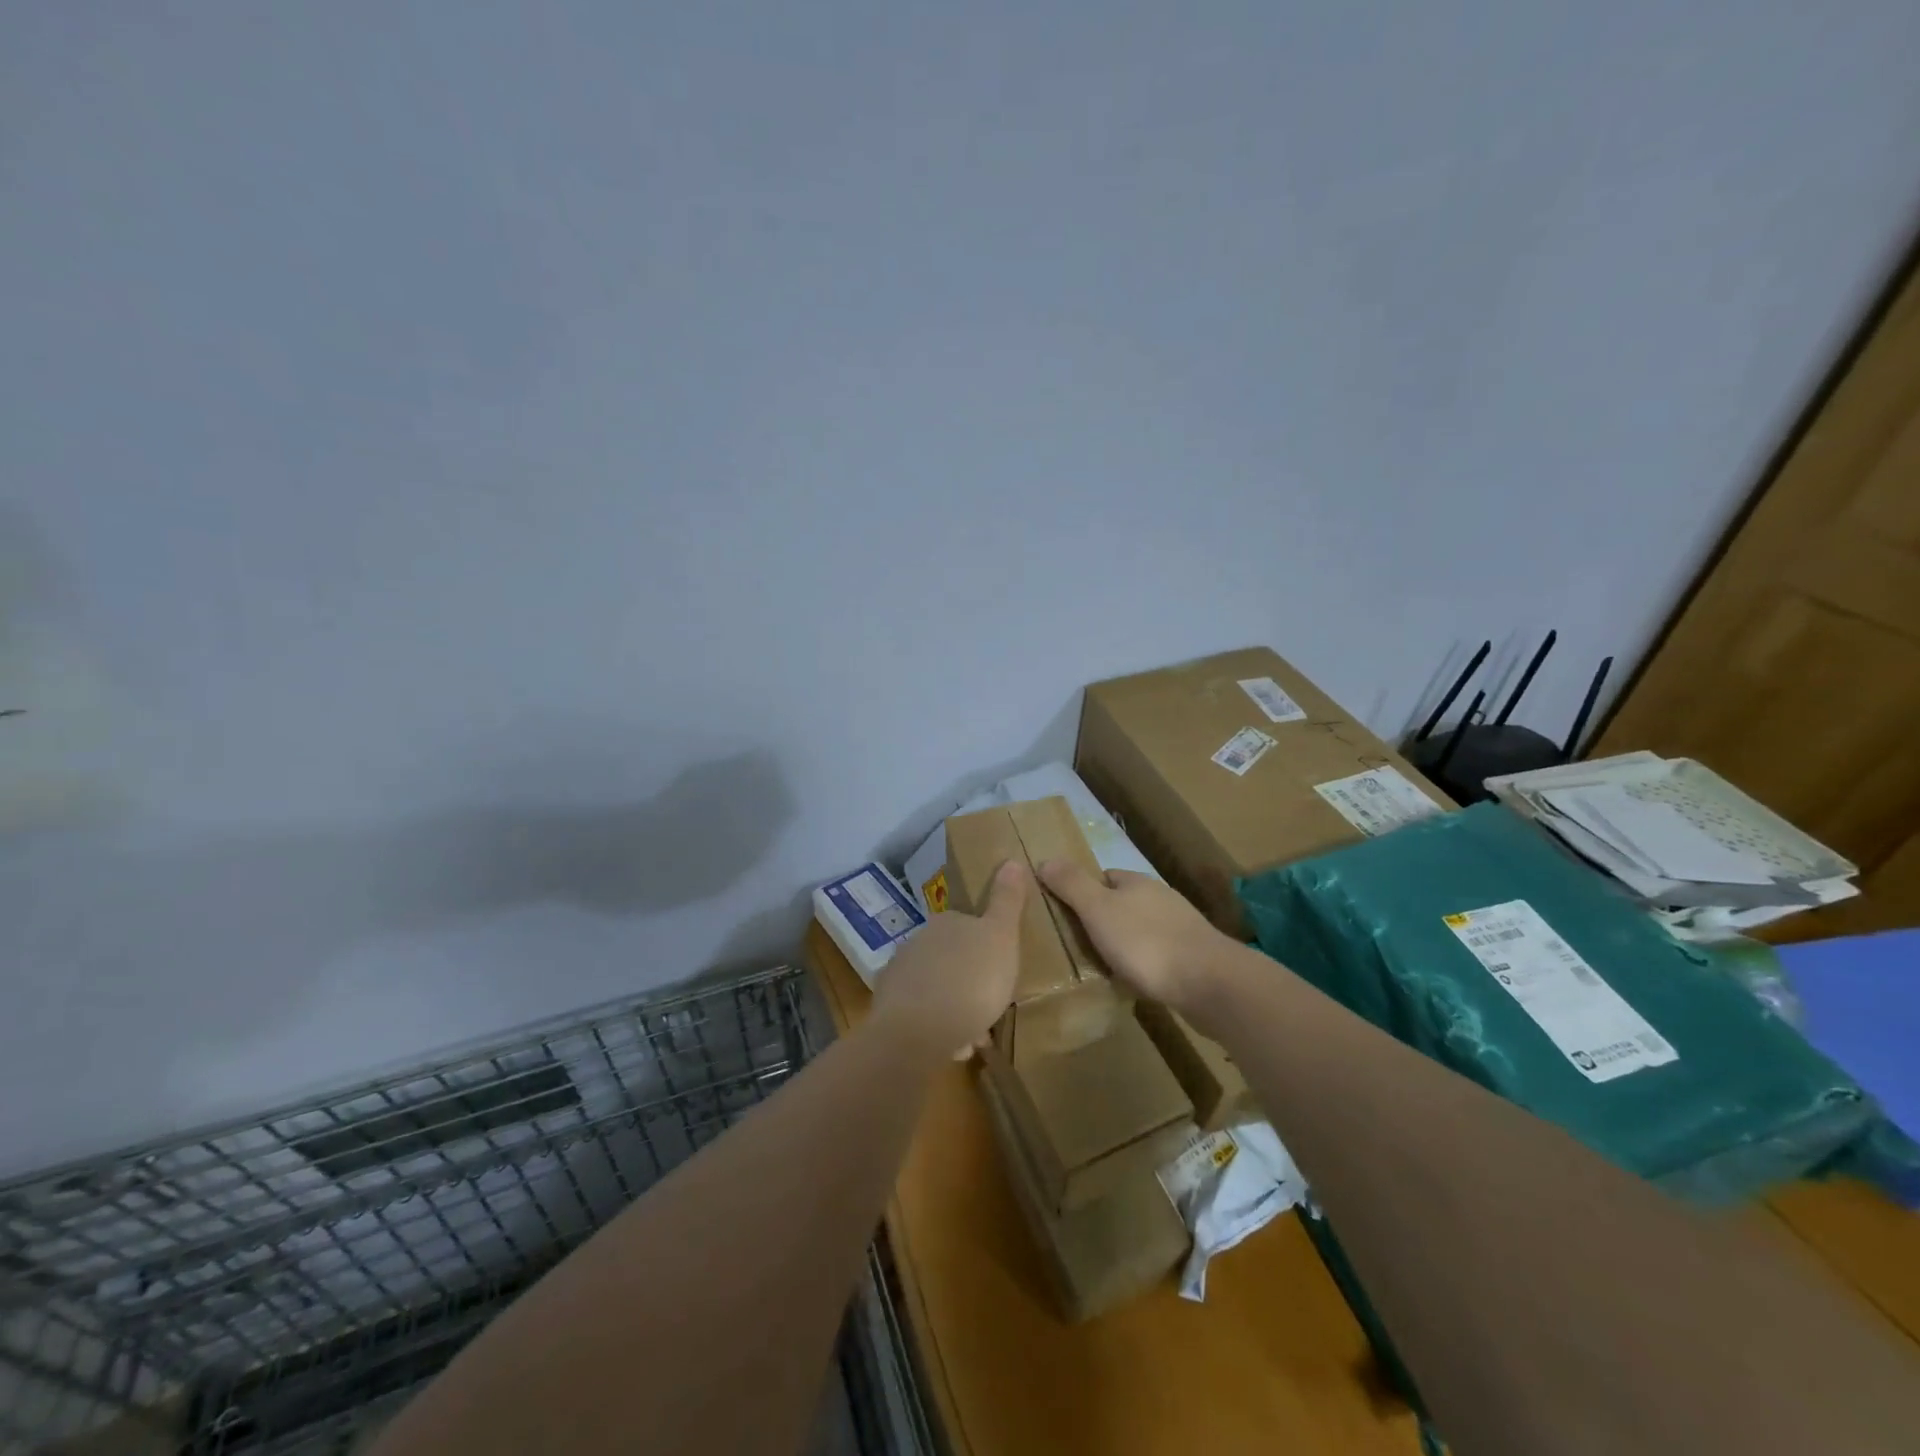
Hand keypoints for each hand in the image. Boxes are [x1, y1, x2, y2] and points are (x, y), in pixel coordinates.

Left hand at [872, 861, 1030, 1057]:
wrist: (916, 1031)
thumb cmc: (970, 980)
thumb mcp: (1001, 937)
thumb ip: (1006, 901)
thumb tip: (1011, 860)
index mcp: (946, 922)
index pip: (969, 927)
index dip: (987, 952)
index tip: (1000, 974)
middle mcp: (918, 941)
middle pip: (952, 960)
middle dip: (970, 983)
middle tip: (990, 1009)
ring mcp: (900, 974)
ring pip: (936, 989)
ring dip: (955, 1010)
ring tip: (972, 1038)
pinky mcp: (888, 1007)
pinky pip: (921, 1015)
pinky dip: (937, 1028)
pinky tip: (951, 1047)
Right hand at [1037, 860, 1227, 1011]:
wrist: (1210, 982)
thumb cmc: (1146, 942)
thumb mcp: (1098, 910)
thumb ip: (1072, 885)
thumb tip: (1045, 858)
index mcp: (1136, 882)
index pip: (1103, 877)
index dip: (1083, 892)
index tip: (1065, 914)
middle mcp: (1160, 898)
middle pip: (1123, 903)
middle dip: (1104, 919)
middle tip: (1079, 944)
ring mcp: (1181, 927)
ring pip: (1142, 929)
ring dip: (1125, 943)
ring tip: (1104, 966)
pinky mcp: (1194, 957)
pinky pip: (1159, 954)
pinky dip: (1144, 964)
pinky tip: (1136, 982)